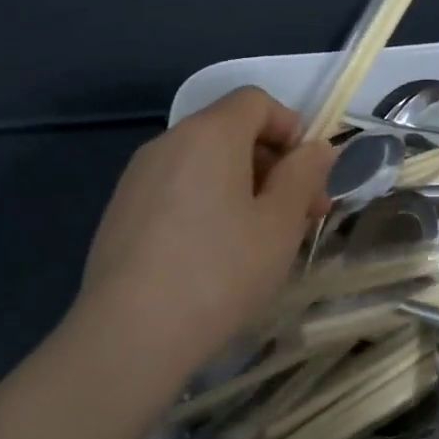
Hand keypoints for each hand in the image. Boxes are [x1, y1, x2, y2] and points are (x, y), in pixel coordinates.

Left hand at [68, 87, 333, 383]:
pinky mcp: (121, 212)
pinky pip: (177, 189)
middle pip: (231, 131)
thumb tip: (317, 148)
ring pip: (205, 163)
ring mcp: (138, 178)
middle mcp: (168, 142)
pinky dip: (207, 204)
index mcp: (209, 134)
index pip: (256, 101)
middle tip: (299, 216)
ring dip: (242, 187)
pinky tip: (214, 256)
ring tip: (260, 241)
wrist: (129, 337)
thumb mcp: (280, 223)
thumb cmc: (220, 271)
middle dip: (272, 164)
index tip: (308, 177)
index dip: (291, 128)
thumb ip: (304, 175)